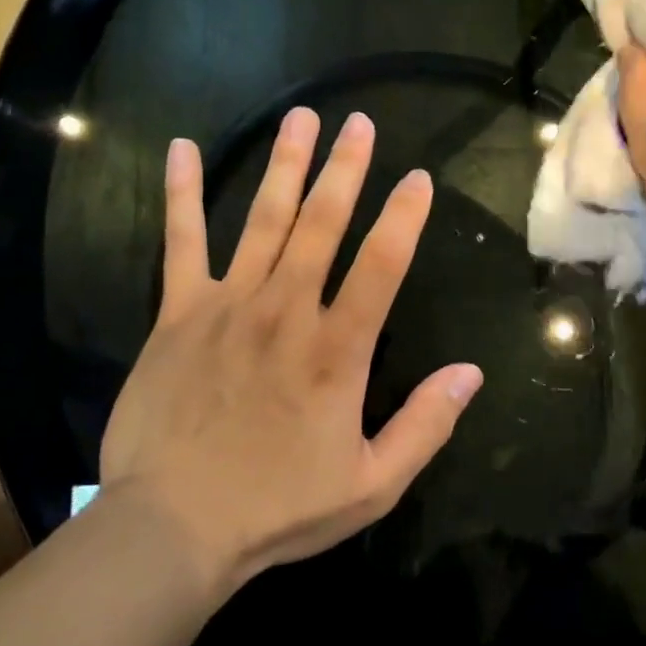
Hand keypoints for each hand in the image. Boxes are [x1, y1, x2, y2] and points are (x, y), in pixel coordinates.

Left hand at [96, 108, 483, 587]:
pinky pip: (181, 243)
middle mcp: (286, 311)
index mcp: (337, 351)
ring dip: (285, 166)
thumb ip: (426, 426)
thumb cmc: (279, 508)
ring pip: (264, 220)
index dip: (404, 218)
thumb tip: (472, 373)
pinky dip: (181, 195)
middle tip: (360, 123)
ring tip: (301, 119)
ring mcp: (228, 305)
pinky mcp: (178, 314)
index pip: (382, 265)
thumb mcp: (373, 485)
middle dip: (345, 169)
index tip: (419, 179)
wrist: (173, 526)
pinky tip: (182, 150)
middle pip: (322, 224)